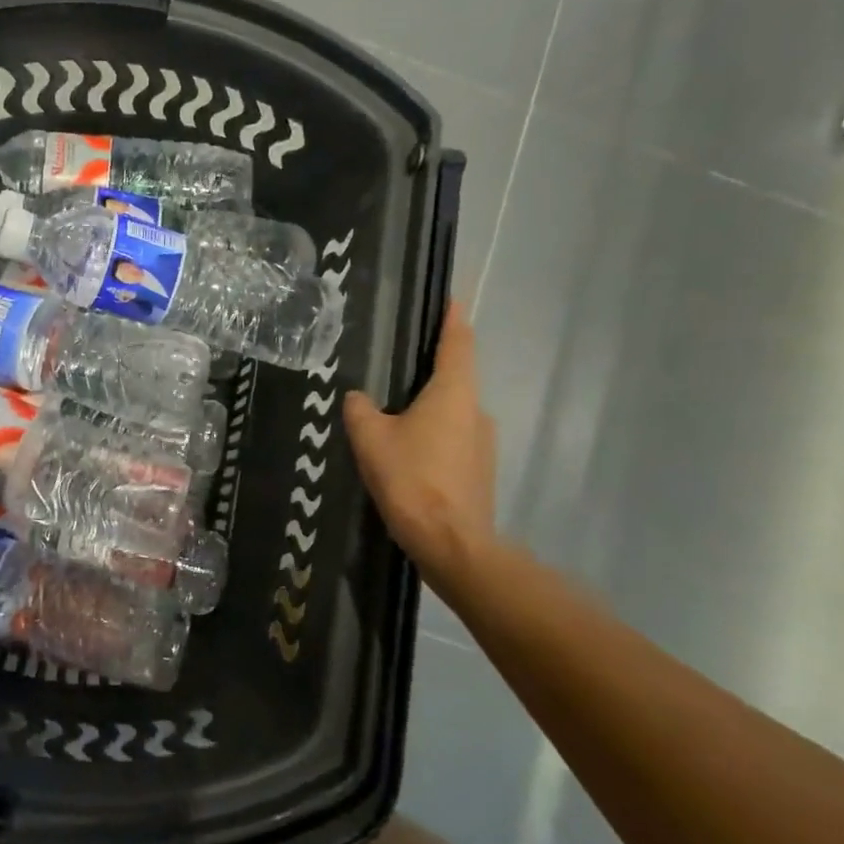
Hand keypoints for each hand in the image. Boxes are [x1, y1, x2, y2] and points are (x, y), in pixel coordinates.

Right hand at [344, 302, 497, 579]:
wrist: (451, 544)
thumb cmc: (411, 479)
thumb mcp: (370, 438)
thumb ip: (361, 409)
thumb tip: (359, 398)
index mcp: (453, 392)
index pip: (458, 342)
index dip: (452, 318)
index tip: (450, 298)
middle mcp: (476, 411)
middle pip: (454, 379)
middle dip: (429, 372)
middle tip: (397, 371)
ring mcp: (484, 444)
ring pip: (452, 414)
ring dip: (428, 411)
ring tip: (393, 423)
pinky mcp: (480, 472)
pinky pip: (453, 441)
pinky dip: (433, 439)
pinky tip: (407, 458)